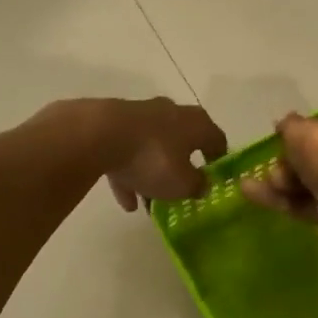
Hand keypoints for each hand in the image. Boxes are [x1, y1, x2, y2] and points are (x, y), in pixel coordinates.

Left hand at [77, 97, 228, 211]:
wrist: (99, 134)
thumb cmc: (153, 158)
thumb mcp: (182, 183)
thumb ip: (197, 186)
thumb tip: (203, 185)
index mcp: (196, 123)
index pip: (216, 139)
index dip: (218, 160)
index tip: (215, 178)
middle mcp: (171, 113)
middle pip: (182, 143)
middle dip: (180, 168)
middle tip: (181, 191)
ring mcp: (141, 116)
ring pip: (152, 149)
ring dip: (152, 175)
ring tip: (149, 205)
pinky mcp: (114, 124)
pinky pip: (127, 153)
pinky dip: (129, 175)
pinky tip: (126, 201)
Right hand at [238, 104, 317, 229]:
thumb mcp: (302, 129)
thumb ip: (290, 125)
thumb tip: (285, 124)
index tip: (292, 132)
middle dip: (291, 160)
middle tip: (274, 163)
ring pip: (312, 180)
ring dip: (281, 181)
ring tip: (255, 182)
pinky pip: (307, 203)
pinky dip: (281, 199)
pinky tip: (252, 194)